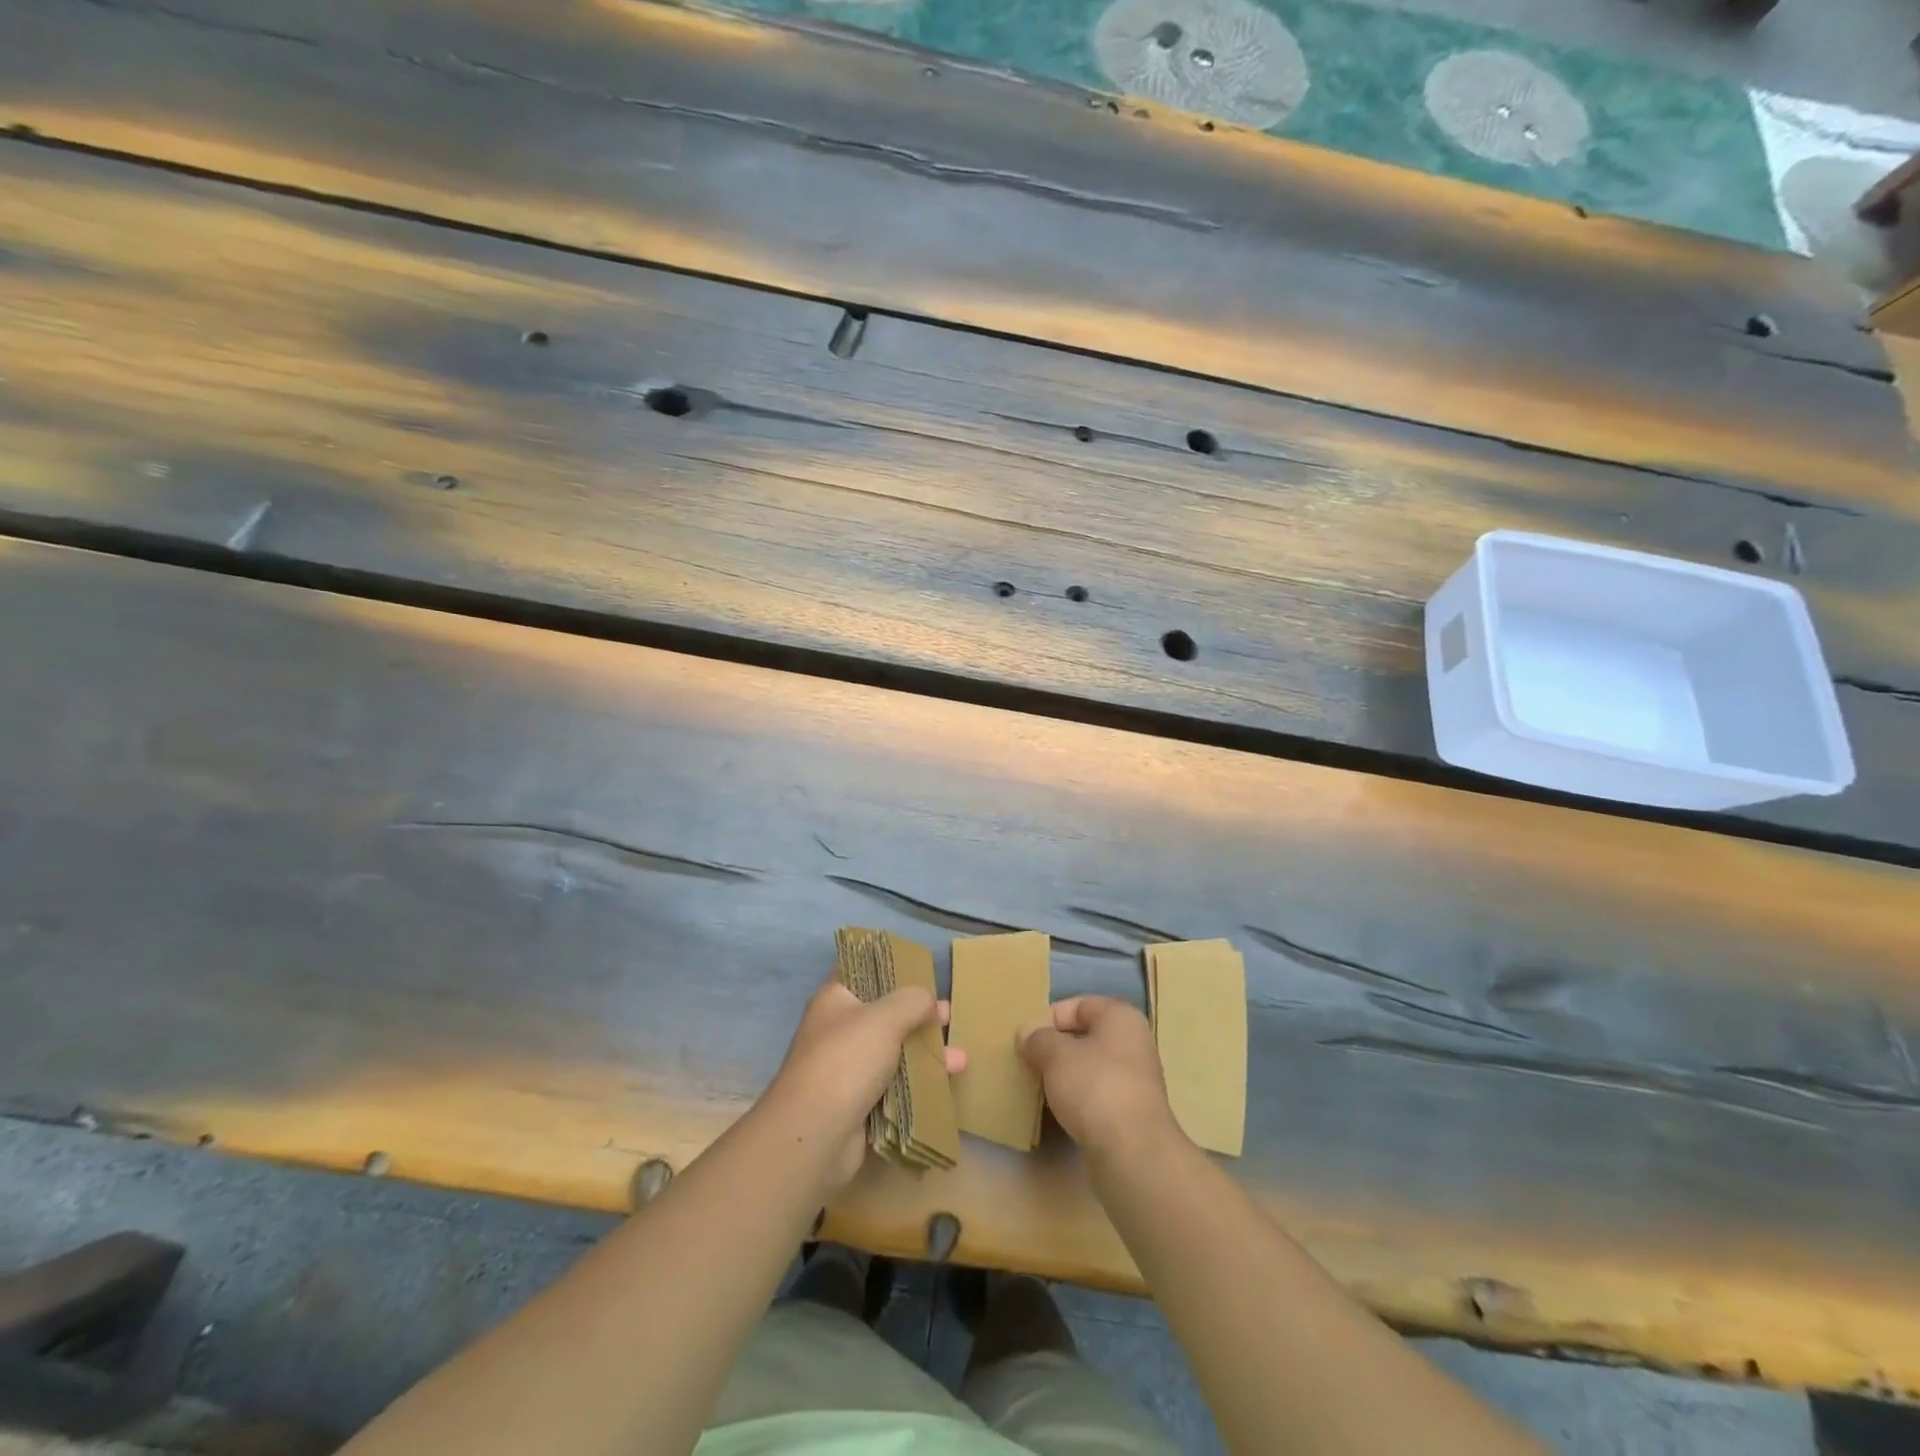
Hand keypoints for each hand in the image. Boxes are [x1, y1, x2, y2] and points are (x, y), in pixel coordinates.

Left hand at [764, 979, 966, 1193]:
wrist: (815, 1135)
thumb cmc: (847, 1060)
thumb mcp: (885, 1017)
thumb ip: (913, 1001)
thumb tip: (928, 1001)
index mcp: (835, 1000)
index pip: (863, 974)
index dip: (892, 971)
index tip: (923, 974)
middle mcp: (838, 1031)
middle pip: (885, 1016)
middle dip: (919, 1017)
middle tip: (950, 1017)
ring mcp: (847, 1070)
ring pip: (893, 1054)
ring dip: (925, 1055)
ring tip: (962, 1059)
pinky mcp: (858, 1104)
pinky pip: (894, 1088)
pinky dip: (917, 1086)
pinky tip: (945, 1086)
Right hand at [1019, 996, 1178, 1159]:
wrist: (1133, 1152)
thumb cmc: (1094, 1086)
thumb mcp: (1056, 1054)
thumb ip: (1038, 1039)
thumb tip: (1026, 1033)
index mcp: (1121, 1017)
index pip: (1080, 1005)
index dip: (1050, 1017)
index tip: (1027, 1037)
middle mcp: (1134, 1043)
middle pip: (1086, 1036)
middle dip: (1056, 1047)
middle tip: (1028, 1060)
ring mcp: (1136, 1080)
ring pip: (1091, 1067)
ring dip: (1065, 1075)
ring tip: (1039, 1086)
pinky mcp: (1132, 1113)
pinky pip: (1097, 1095)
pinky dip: (1078, 1099)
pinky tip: (1059, 1111)